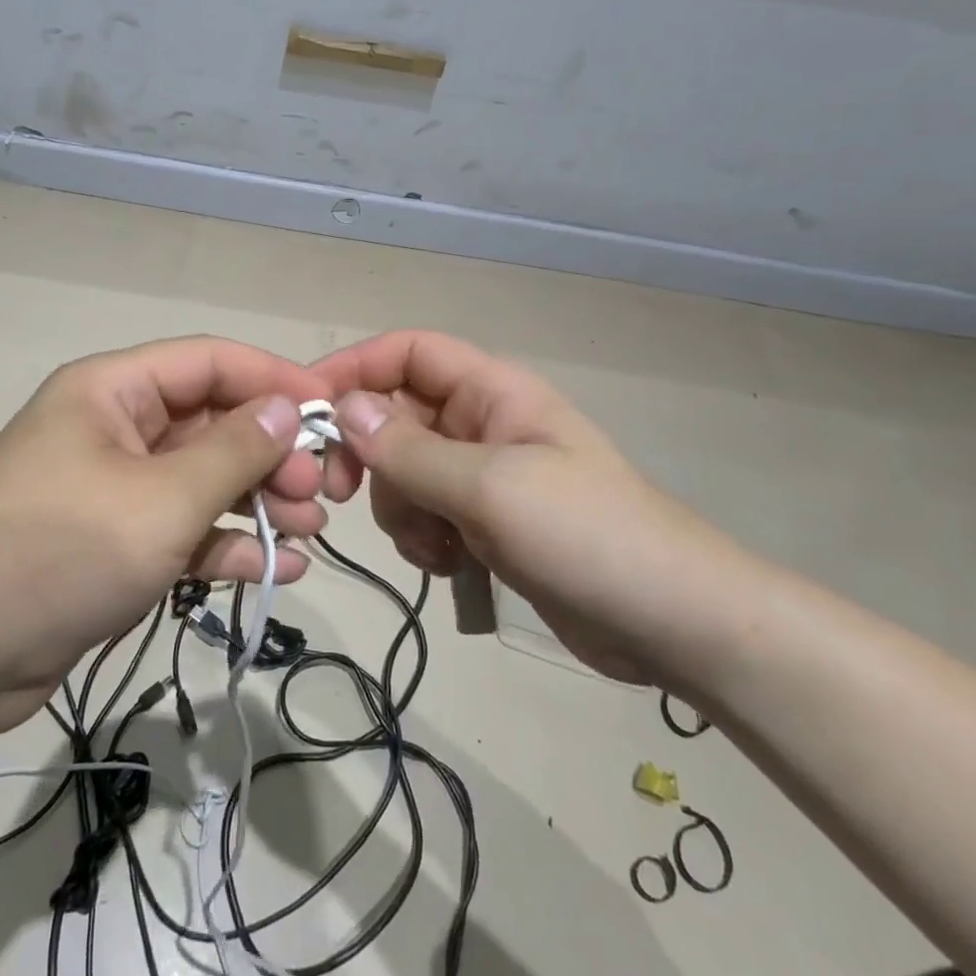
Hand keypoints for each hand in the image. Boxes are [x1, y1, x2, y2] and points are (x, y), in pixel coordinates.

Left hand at [0, 338, 330, 736]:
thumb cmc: (61, 550)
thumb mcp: (162, 498)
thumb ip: (233, 452)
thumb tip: (287, 411)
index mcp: (113, 391)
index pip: (209, 363)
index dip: (274, 380)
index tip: (331, 414)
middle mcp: (114, 428)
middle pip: (211, 423)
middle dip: (271, 454)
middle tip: (320, 493)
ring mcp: (114, 488)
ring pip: (203, 479)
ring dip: (258, 501)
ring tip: (309, 532)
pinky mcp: (113, 542)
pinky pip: (183, 528)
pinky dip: (226, 544)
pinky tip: (275, 569)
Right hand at [315, 331, 740, 682]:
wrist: (670, 623)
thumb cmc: (586, 535)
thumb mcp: (490, 487)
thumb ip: (409, 451)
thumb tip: (343, 408)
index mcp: (490, 391)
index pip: (407, 352)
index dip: (355, 368)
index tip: (305, 408)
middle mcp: (481, 423)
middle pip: (394, 415)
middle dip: (367, 455)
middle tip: (339, 492)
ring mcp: (481, 475)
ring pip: (402, 471)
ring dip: (398, 508)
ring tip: (430, 546)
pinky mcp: (483, 522)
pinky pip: (423, 513)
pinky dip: (420, 537)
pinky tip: (446, 566)